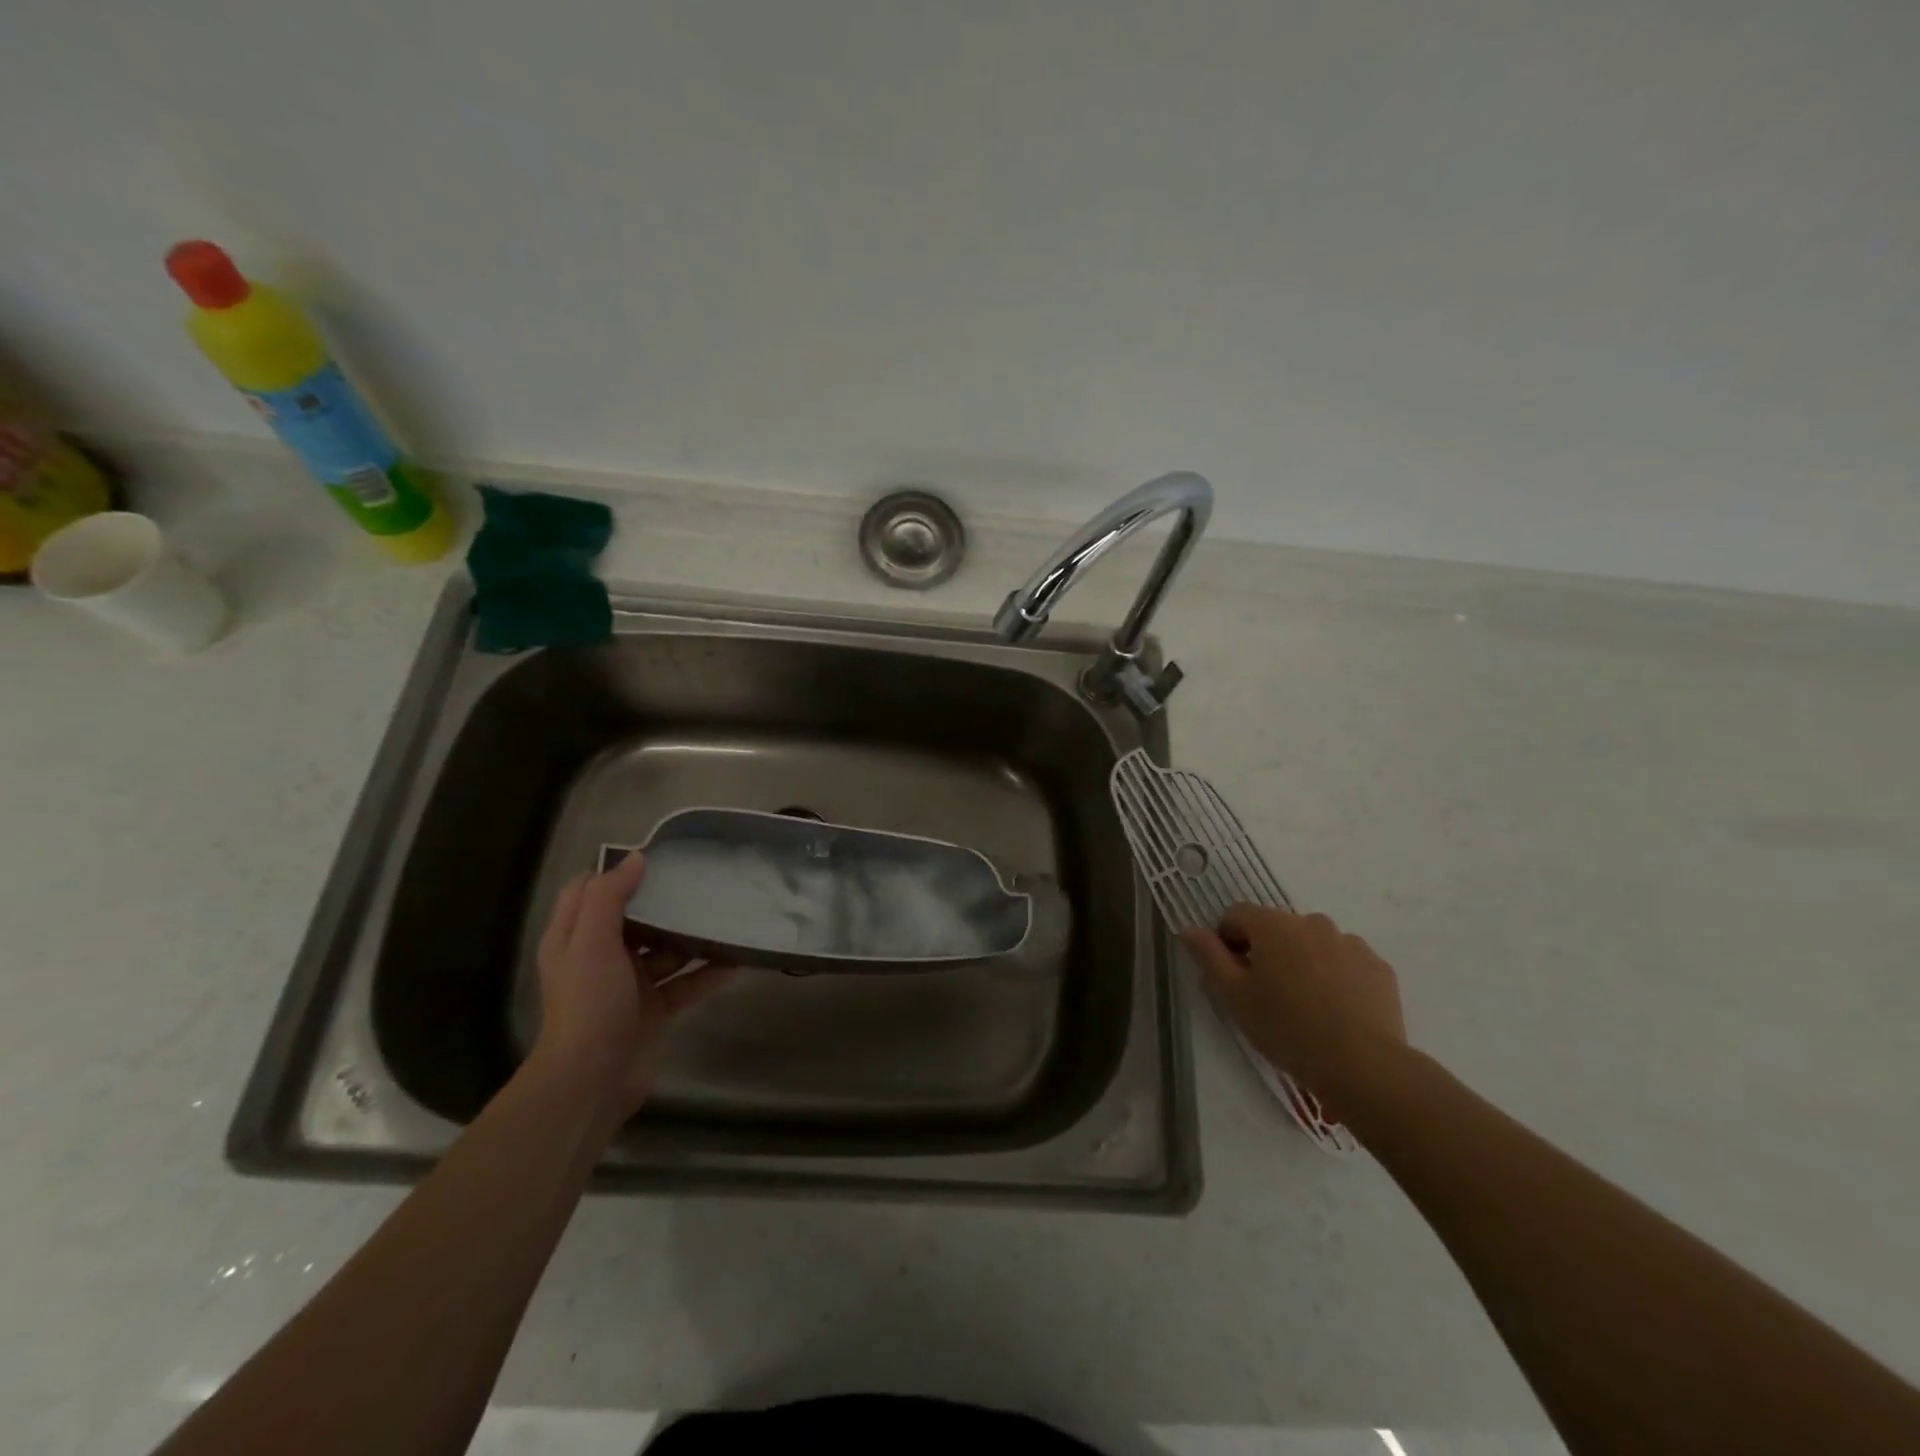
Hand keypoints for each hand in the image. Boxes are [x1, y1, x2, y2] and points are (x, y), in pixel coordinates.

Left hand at [533, 852, 732, 1117]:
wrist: (591, 1082)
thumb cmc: (589, 1003)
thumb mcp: (591, 943)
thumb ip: (609, 898)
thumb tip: (635, 857)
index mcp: (574, 938)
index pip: (589, 892)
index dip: (616, 872)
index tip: (657, 857)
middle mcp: (599, 958)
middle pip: (633, 919)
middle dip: (664, 901)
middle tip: (702, 880)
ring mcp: (628, 986)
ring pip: (664, 950)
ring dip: (691, 936)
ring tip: (726, 915)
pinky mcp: (653, 1010)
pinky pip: (685, 983)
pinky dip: (708, 973)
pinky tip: (737, 960)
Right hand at [1181, 906, 1405, 1111]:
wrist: (1362, 1065)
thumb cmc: (1286, 1028)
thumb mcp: (1233, 996)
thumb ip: (1208, 956)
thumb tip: (1188, 929)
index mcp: (1272, 924)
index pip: (1236, 915)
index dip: (1227, 941)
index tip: (1233, 975)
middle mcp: (1311, 922)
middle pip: (1277, 928)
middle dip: (1267, 952)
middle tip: (1267, 995)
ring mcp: (1350, 942)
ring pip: (1313, 944)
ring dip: (1303, 962)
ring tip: (1306, 1006)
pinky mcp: (1378, 966)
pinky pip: (1346, 962)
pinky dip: (1336, 977)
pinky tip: (1336, 1011)